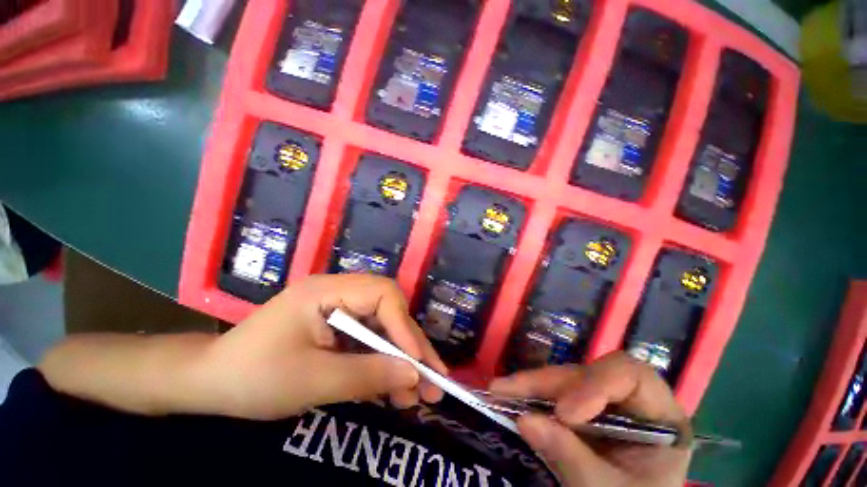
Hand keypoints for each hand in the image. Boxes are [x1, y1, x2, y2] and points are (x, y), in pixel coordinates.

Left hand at [193, 274, 445, 419]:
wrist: (210, 384)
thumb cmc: (253, 378)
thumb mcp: (312, 381)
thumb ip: (368, 375)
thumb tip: (415, 375)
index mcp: (327, 291)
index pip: (382, 295)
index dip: (404, 326)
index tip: (418, 363)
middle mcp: (339, 292)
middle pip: (389, 311)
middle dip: (411, 346)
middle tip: (434, 380)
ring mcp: (340, 309)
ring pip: (383, 328)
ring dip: (401, 360)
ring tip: (418, 395)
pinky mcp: (338, 327)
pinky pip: (370, 340)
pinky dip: (383, 364)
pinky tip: (394, 389)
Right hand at [490, 353, 691, 486]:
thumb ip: (570, 457)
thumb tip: (525, 419)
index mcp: (661, 418)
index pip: (632, 375)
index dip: (596, 384)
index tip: (565, 413)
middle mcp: (631, 402)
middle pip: (588, 374)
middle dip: (547, 383)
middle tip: (507, 390)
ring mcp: (605, 404)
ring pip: (566, 380)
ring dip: (532, 385)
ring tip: (499, 390)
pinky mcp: (583, 409)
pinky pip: (555, 392)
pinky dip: (532, 395)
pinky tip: (510, 396)